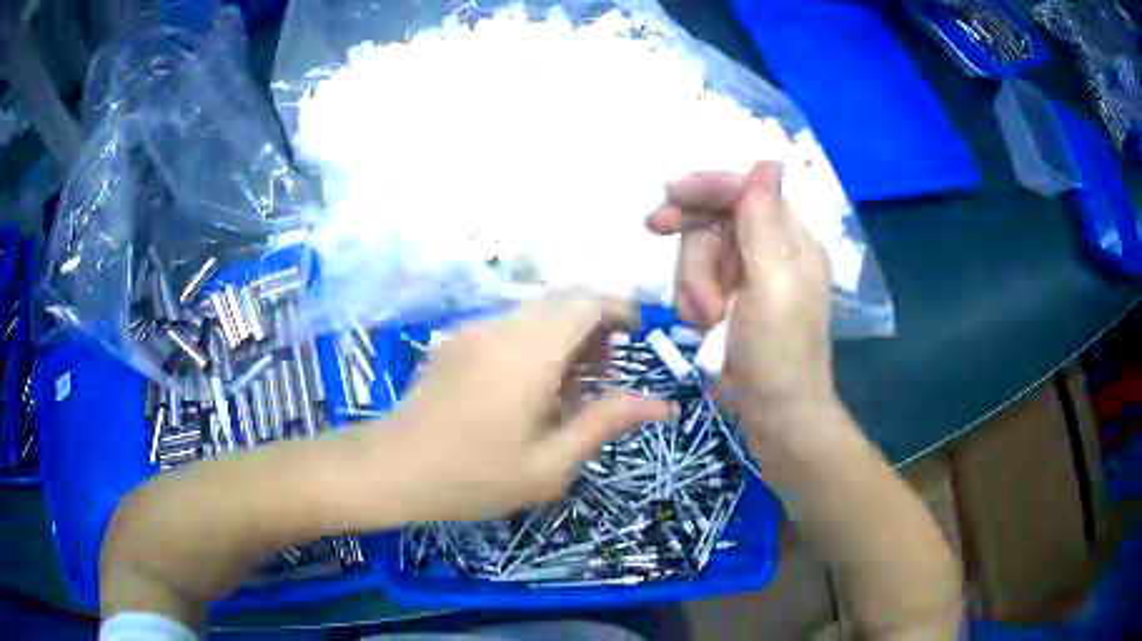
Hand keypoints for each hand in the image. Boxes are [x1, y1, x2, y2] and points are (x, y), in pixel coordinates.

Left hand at [381, 296, 673, 522]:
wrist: (390, 469)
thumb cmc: (473, 477)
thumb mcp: (549, 464)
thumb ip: (605, 423)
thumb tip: (659, 404)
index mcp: (528, 354)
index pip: (586, 303)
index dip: (620, 310)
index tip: (638, 338)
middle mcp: (501, 328)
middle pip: (563, 302)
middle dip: (595, 327)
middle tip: (604, 376)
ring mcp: (472, 330)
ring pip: (536, 313)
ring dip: (565, 336)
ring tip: (570, 389)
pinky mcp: (455, 340)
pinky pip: (509, 326)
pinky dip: (536, 342)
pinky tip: (529, 388)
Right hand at [646, 162, 835, 427]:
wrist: (775, 416)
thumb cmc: (779, 356)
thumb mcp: (773, 289)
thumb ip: (765, 226)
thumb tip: (766, 165)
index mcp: (791, 242)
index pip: (747, 192)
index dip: (709, 187)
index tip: (670, 193)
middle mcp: (771, 252)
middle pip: (715, 222)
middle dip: (696, 251)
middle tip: (668, 250)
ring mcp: (749, 279)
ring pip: (699, 255)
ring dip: (694, 285)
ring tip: (708, 320)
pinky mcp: (731, 302)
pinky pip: (696, 283)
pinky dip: (693, 303)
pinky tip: (705, 327)